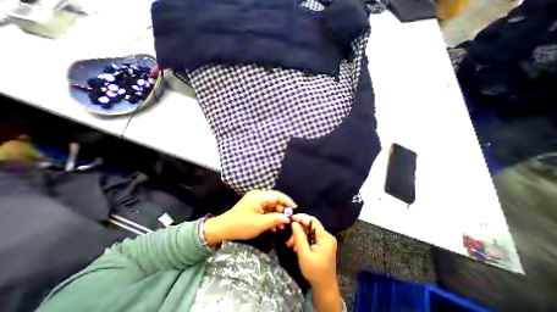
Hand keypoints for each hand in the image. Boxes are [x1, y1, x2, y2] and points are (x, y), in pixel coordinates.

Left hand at [204, 190, 297, 245]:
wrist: (223, 228)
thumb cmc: (241, 225)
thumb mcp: (260, 224)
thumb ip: (275, 219)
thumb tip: (288, 218)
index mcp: (259, 196)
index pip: (277, 196)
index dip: (287, 201)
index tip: (295, 209)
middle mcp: (258, 195)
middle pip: (274, 200)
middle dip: (282, 210)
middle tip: (288, 220)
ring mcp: (255, 200)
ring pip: (270, 205)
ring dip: (276, 215)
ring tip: (281, 226)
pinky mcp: (253, 205)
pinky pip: (265, 209)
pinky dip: (270, 216)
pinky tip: (274, 226)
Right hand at [287, 214, 338, 286]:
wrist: (324, 287)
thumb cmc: (314, 272)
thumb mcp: (304, 254)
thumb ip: (299, 237)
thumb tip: (294, 223)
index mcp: (325, 237)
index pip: (312, 221)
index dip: (301, 217)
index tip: (290, 218)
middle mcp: (327, 236)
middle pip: (310, 226)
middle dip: (298, 231)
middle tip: (289, 239)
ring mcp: (326, 240)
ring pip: (309, 232)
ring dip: (299, 236)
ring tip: (291, 245)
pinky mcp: (323, 244)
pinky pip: (311, 237)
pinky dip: (303, 240)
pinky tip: (297, 247)